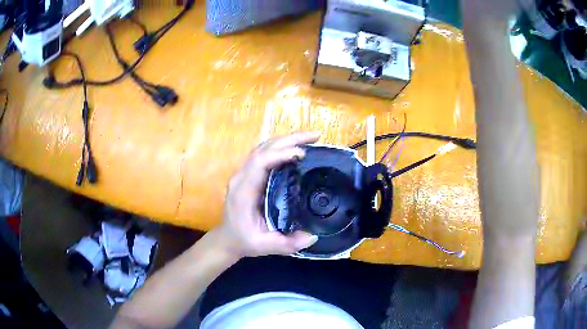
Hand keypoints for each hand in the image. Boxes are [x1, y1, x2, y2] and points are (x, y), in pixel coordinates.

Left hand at [214, 132, 320, 257]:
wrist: (228, 238)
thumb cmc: (244, 240)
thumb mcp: (264, 246)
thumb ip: (286, 244)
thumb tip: (313, 236)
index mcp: (243, 191)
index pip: (259, 162)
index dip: (280, 153)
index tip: (302, 153)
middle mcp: (242, 177)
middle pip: (263, 148)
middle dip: (290, 139)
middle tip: (316, 136)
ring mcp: (244, 173)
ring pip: (264, 147)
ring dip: (287, 140)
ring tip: (310, 138)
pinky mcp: (250, 174)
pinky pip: (265, 154)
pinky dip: (282, 147)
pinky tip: (296, 148)